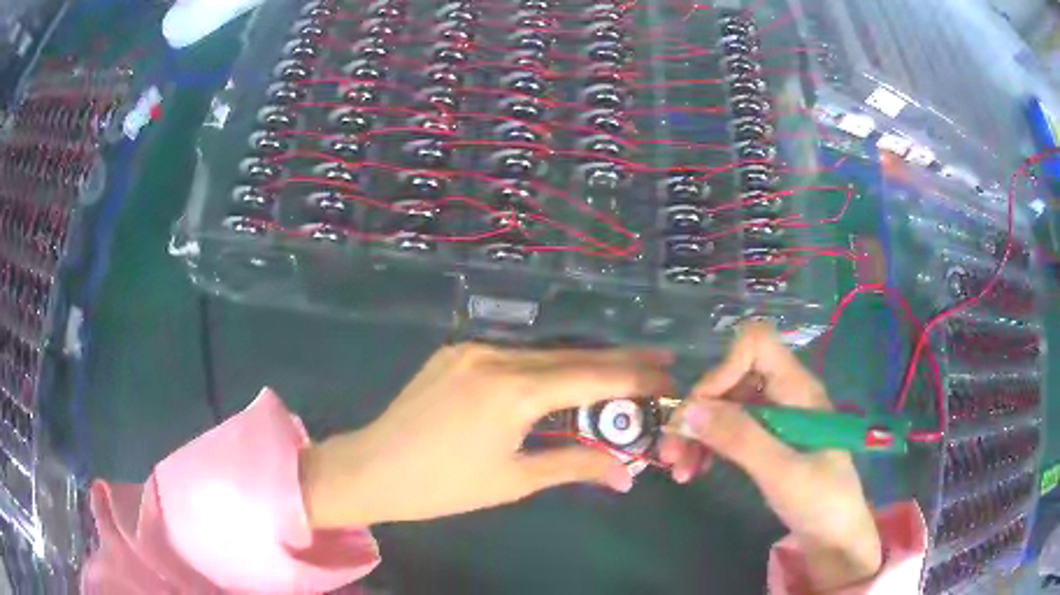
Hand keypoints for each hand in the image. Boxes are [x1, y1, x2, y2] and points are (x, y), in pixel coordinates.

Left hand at [301, 343, 673, 528]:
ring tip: (621, 373)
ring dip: (583, 364)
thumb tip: (625, 474)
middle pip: (572, 356)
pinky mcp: (456, 352)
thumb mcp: (514, 480)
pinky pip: (514, 355)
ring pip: (543, 353)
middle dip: (619, 361)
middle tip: (659, 363)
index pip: (591, 375)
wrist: (370, 468)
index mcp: (512, 391)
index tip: (668, 376)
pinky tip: (563, 377)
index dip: (635, 375)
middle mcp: (496, 356)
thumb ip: (574, 465)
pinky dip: (546, 366)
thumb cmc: (442, 486)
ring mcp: (472, 348)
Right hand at [661, 322, 881, 591]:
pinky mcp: (767, 440)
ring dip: (697, 433)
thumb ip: (740, 438)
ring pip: (726, 406)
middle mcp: (785, 394)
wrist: (835, 536)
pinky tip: (694, 470)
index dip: (725, 368)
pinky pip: (730, 430)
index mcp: (798, 389)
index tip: (701, 411)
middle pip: (732, 378)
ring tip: (677, 469)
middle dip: (698, 411)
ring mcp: (775, 418)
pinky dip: (707, 446)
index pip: (756, 344)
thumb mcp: (782, 472)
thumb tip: (688, 411)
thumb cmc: (821, 501)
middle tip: (671, 451)